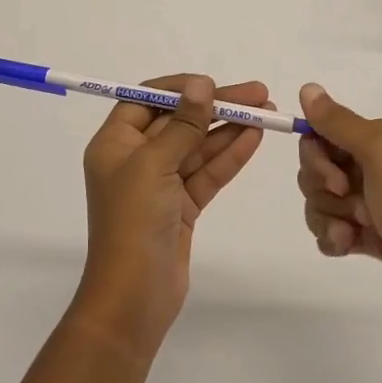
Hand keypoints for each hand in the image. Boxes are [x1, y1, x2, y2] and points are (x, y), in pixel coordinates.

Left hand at [75, 75, 270, 358]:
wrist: (133, 299)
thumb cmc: (133, 222)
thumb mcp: (154, 165)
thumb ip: (182, 124)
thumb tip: (200, 84)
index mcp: (115, 144)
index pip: (147, 100)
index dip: (180, 88)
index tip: (213, 83)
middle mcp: (135, 159)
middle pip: (178, 121)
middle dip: (216, 107)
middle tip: (258, 93)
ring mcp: (160, 184)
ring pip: (198, 147)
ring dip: (229, 129)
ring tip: (267, 112)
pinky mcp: (181, 207)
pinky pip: (207, 173)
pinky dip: (229, 156)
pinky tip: (254, 138)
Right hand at [296, 82, 381, 330]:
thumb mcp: (378, 154)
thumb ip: (338, 122)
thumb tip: (307, 87)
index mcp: (379, 137)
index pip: (320, 134)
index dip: (317, 158)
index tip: (337, 180)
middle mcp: (374, 162)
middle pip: (315, 168)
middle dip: (323, 191)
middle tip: (355, 206)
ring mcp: (370, 199)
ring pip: (318, 200)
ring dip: (329, 218)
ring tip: (355, 233)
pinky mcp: (369, 233)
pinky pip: (329, 227)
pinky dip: (334, 238)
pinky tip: (349, 247)